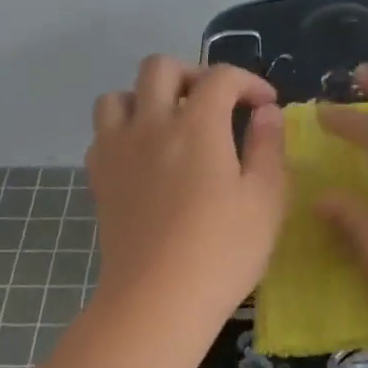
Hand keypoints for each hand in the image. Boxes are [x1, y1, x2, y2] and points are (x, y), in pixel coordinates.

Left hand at [86, 57, 287, 327]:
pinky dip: (123, 130)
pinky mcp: (99, 177)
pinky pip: (103, 133)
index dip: (248, 82)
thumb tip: (267, 113)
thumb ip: (268, 147)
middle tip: (214, 103)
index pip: (220, 77)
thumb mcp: (265, 200)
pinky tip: (143, 156)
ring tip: (170, 122)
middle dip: (192, 74)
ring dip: (147, 97)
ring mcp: (118, 149)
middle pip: (160, 67)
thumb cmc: (222, 251)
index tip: (265, 105)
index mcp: (197, 125)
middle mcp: (152, 124)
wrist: (157, 299)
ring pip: (119, 95)